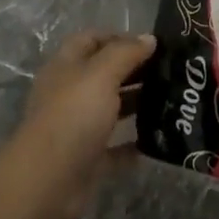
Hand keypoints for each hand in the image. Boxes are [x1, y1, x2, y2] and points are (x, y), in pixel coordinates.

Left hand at [6, 29, 155, 218]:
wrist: (47, 181)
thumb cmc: (73, 116)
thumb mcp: (101, 74)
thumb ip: (125, 53)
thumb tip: (149, 38)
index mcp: (66, 67)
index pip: (91, 40)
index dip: (118, 37)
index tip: (150, 44)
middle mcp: (70, 94)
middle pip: (104, 73)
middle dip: (134, 69)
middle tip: (169, 70)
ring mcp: (78, 127)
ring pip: (112, 108)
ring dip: (137, 103)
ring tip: (171, 98)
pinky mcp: (88, 159)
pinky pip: (117, 146)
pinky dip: (135, 143)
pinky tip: (159, 137)